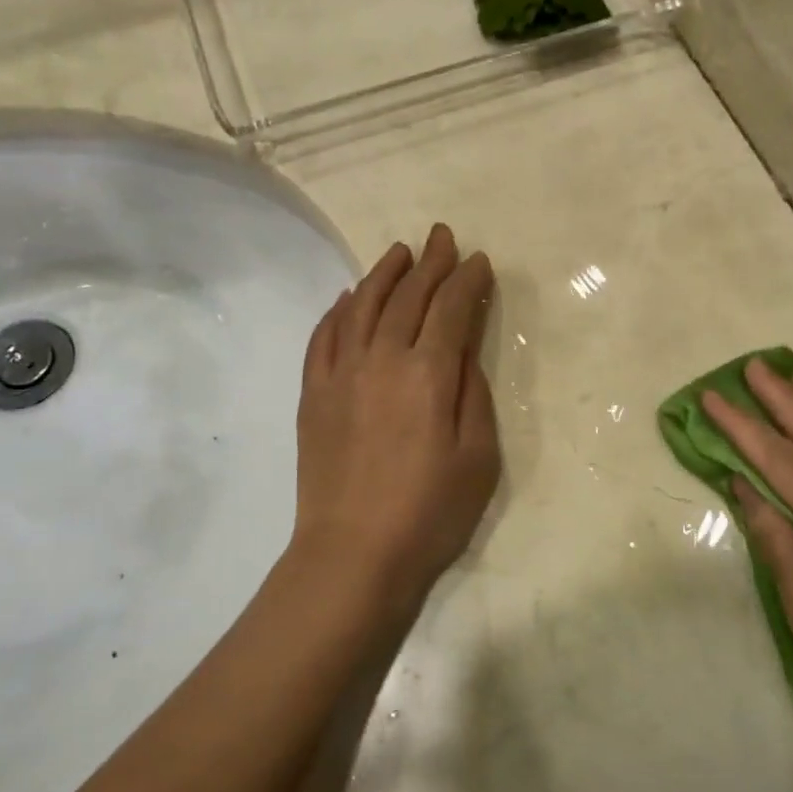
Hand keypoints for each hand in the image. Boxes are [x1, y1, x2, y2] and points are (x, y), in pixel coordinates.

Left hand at [290, 224, 500, 623]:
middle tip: (443, 237)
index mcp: (428, 374)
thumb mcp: (478, 458)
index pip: (451, 309)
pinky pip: (324, 337)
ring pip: (362, 306)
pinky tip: (347, 298)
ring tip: (399, 252)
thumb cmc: (429, 513)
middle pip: (408, 297)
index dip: (468, 280)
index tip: (479, 260)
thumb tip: (463, 349)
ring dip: (383, 274)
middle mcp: (382, 359)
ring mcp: (341, 374)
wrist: (352, 554)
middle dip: (430, 263)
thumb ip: (473, 394)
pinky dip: (338, 310)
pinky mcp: (313, 393)